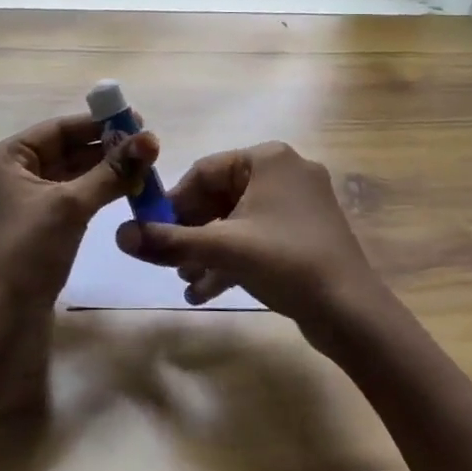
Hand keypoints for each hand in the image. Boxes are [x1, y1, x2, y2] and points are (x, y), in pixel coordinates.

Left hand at [0, 114, 157, 312]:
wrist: (1, 321)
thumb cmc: (28, 251)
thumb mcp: (71, 205)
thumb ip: (111, 171)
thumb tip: (150, 140)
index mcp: (2, 160)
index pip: (56, 129)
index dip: (97, 124)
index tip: (134, 120)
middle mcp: (5, 177)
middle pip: (62, 151)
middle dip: (103, 148)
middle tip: (144, 146)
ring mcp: (17, 206)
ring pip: (66, 177)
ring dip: (101, 172)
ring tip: (141, 167)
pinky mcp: (30, 231)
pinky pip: (65, 200)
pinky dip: (92, 194)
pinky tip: (121, 191)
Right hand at [114, 141, 387, 338]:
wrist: (352, 312)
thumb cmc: (286, 262)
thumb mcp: (222, 249)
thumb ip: (169, 241)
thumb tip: (119, 235)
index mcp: (269, 159)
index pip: (205, 171)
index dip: (174, 203)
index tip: (152, 232)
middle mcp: (286, 172)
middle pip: (220, 197)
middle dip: (192, 233)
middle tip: (168, 261)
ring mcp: (299, 204)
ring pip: (238, 221)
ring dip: (208, 251)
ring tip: (184, 281)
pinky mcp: (306, 234)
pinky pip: (258, 238)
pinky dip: (233, 260)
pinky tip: (206, 292)